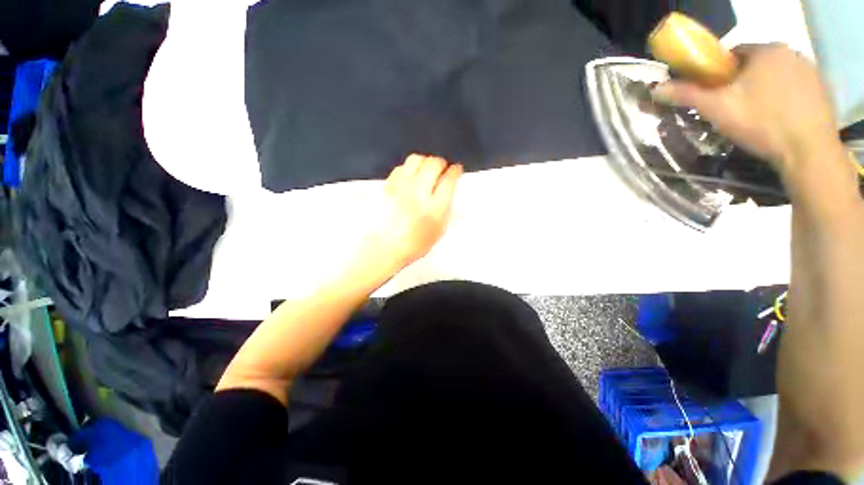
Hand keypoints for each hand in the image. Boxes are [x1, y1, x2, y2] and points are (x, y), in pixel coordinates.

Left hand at [365, 154, 462, 270]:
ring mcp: (401, 188)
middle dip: (441, 163)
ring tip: (426, 169)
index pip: (449, 180)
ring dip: (425, 161)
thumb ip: (446, 210)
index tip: (456, 169)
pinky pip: (400, 168)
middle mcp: (418, 194)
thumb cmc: (412, 245)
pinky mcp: (387, 186)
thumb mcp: (438, 232)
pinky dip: (409, 168)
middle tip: (442, 168)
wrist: (382, 248)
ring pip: (416, 160)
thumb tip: (449, 191)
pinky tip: (410, 176)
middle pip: (433, 164)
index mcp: (434, 209)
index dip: (455, 171)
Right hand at [652, 44, 840, 174]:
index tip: (713, 95)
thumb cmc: (761, 123)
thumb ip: (688, 94)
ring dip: (762, 90)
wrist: (808, 151)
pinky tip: (778, 119)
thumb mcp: (718, 109)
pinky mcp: (822, 89)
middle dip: (741, 83)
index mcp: (765, 50)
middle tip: (732, 109)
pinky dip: (783, 99)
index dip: (717, 75)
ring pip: (774, 76)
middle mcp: (791, 52)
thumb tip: (656, 88)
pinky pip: (794, 88)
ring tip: (756, 117)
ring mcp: (810, 70)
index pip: (732, 54)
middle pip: (754, 65)